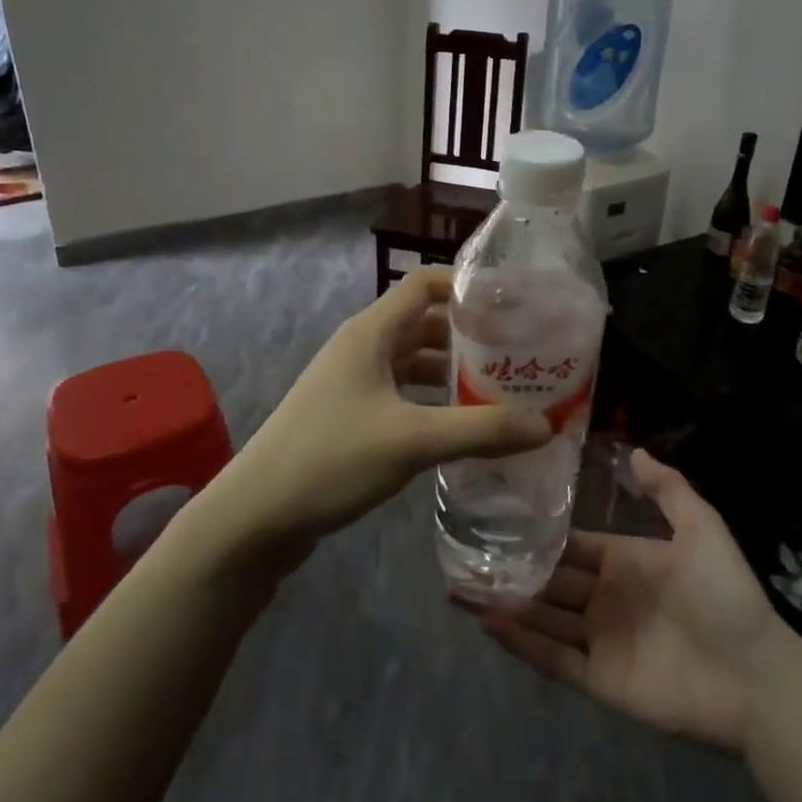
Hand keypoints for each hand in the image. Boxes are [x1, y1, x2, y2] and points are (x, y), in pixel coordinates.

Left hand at [207, 269, 552, 557]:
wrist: (255, 516)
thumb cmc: (331, 459)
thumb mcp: (412, 441)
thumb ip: (481, 430)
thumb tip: (546, 424)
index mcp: (372, 333)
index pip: (426, 284)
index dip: (468, 287)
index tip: (514, 306)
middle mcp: (363, 348)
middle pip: (426, 324)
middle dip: (472, 336)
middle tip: (520, 355)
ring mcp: (354, 384)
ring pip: (416, 363)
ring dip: (455, 373)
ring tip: (504, 392)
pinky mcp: (351, 417)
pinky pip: (404, 396)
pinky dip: (434, 403)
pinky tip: (464, 428)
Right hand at [467, 451, 786, 751]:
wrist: (755, 676)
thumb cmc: (724, 594)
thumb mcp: (701, 527)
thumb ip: (667, 488)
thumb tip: (633, 449)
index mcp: (626, 562)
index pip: (572, 546)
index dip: (539, 535)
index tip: (498, 519)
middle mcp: (606, 598)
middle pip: (550, 581)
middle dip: (511, 570)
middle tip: (464, 555)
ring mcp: (601, 640)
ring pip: (543, 618)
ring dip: (505, 604)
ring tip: (460, 587)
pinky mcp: (600, 680)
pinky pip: (554, 658)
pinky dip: (522, 642)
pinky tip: (489, 623)